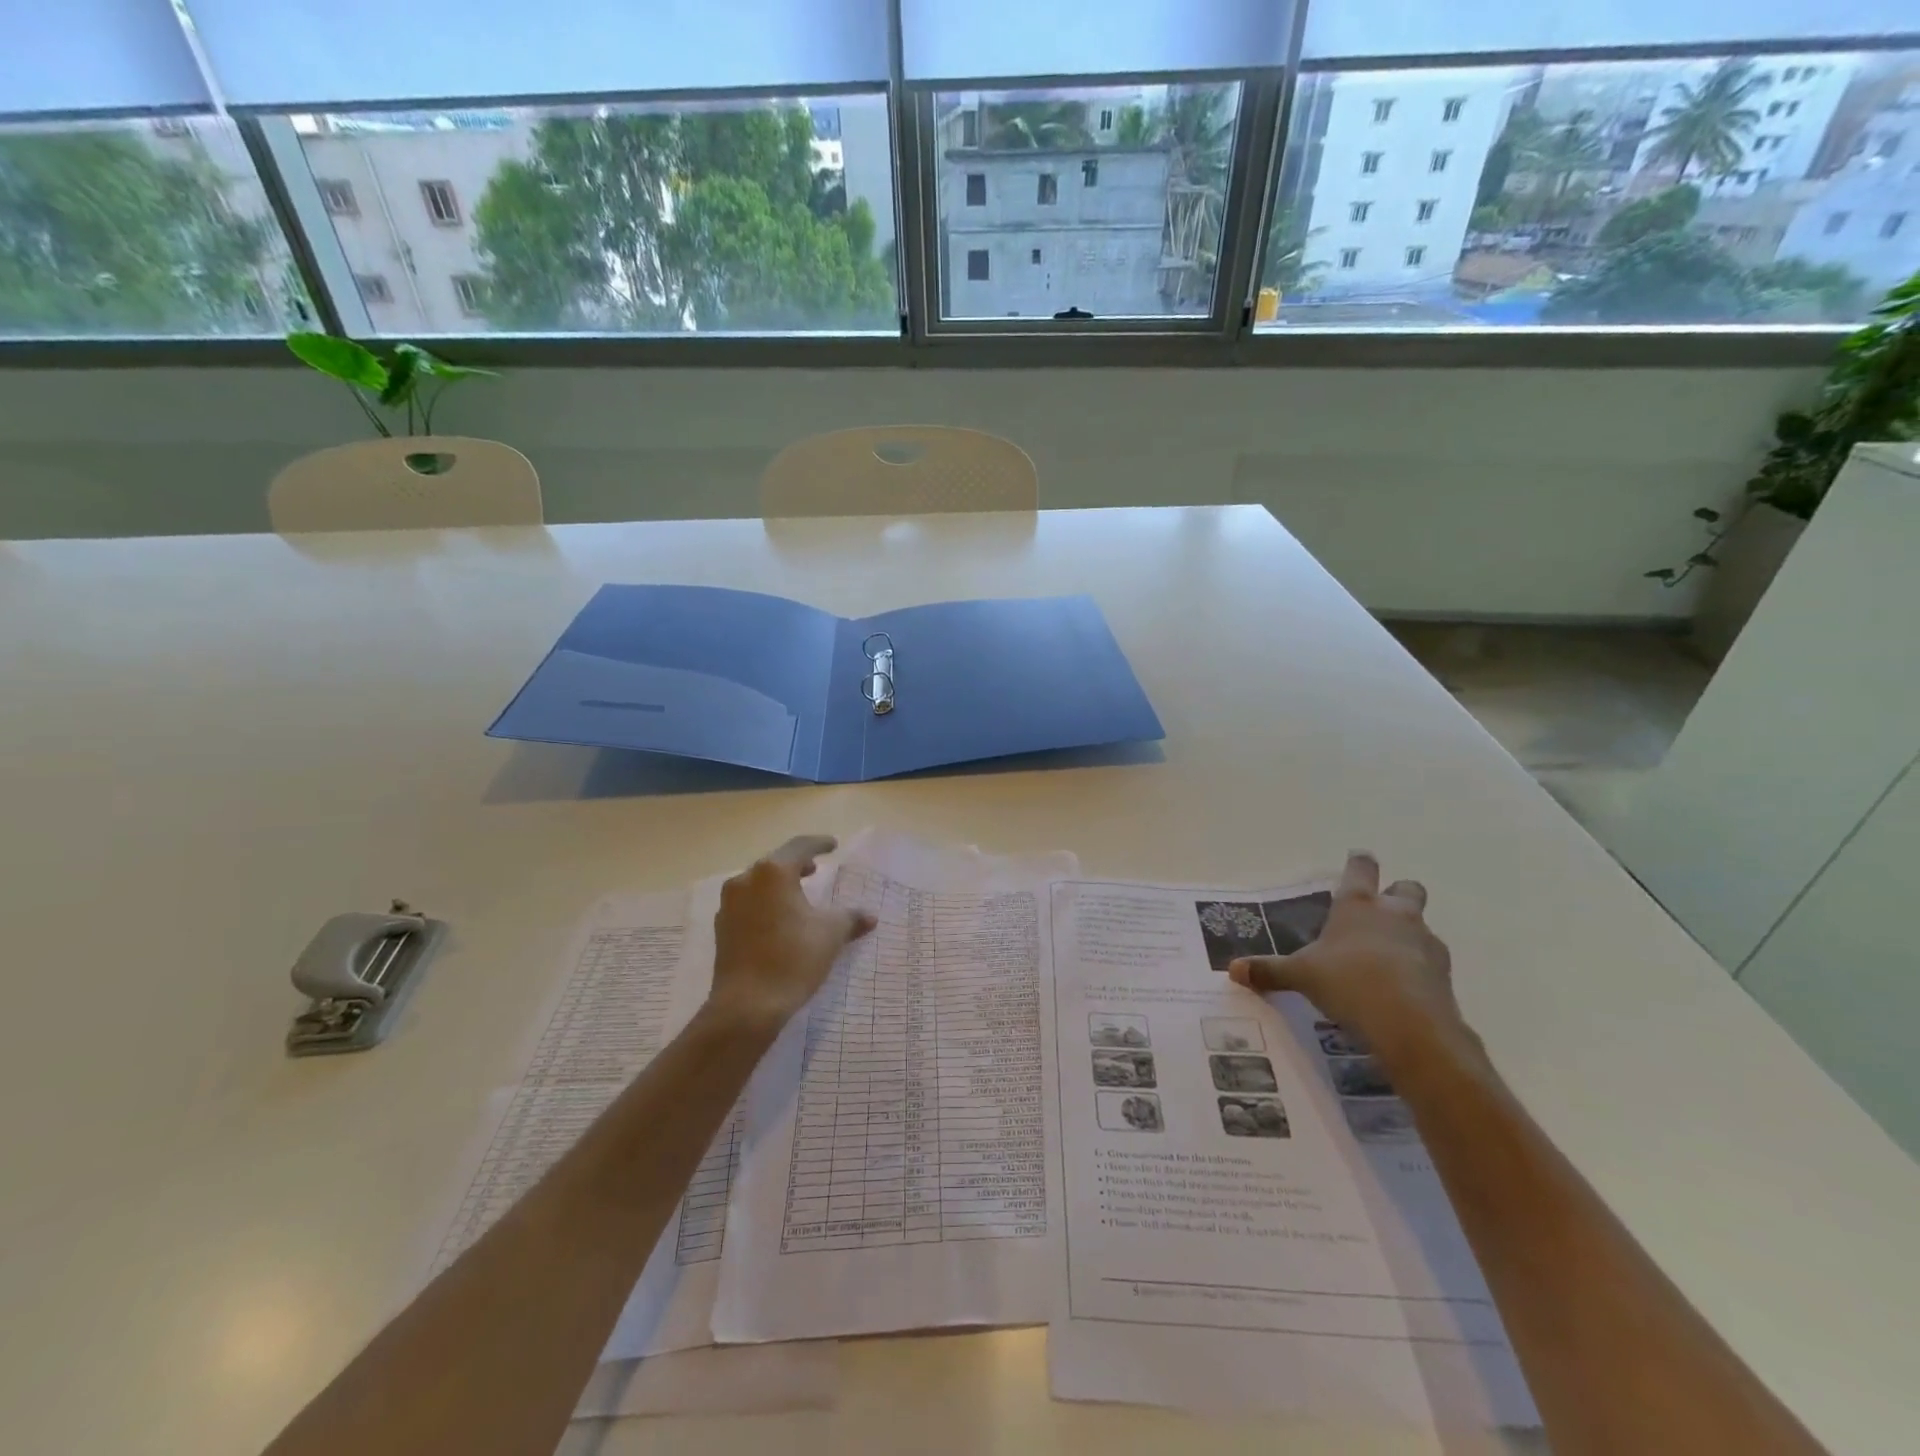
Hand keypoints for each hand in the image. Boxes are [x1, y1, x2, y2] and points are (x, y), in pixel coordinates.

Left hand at [705, 835, 875, 1034]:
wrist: (746, 1006)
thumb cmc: (792, 959)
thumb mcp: (830, 934)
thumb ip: (850, 918)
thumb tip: (870, 916)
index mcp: (773, 872)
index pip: (800, 847)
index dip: (819, 844)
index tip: (832, 845)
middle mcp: (746, 880)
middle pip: (775, 863)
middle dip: (797, 864)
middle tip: (816, 869)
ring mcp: (729, 904)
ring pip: (758, 884)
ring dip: (779, 885)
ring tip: (798, 894)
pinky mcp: (722, 928)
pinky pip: (748, 904)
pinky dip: (766, 904)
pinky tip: (779, 920)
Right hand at [1228, 851, 1479, 1075]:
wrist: (1411, 1024)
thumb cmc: (1348, 982)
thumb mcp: (1300, 976)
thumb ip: (1269, 970)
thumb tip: (1232, 969)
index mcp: (1357, 904)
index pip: (1361, 867)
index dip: (1358, 863)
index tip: (1356, 860)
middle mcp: (1395, 914)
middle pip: (1406, 888)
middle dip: (1397, 893)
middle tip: (1378, 910)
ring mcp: (1425, 941)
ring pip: (1421, 924)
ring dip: (1407, 933)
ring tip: (1384, 958)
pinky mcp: (1444, 972)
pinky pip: (1430, 960)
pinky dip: (1418, 967)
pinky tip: (1401, 987)